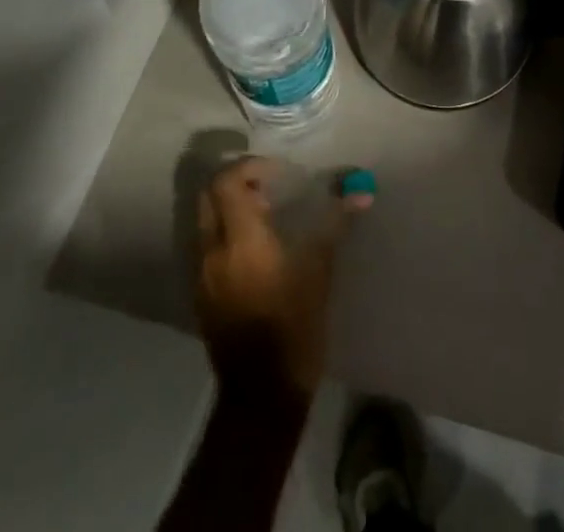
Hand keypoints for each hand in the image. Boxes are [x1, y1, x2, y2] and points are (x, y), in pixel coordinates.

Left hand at [193, 157, 371, 399]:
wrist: (262, 396)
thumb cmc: (294, 327)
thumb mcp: (319, 271)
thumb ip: (335, 224)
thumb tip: (361, 191)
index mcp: (240, 240)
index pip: (226, 182)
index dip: (249, 167)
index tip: (279, 173)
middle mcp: (213, 251)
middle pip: (209, 195)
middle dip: (236, 182)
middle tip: (269, 187)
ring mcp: (202, 275)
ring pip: (205, 221)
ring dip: (230, 207)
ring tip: (266, 215)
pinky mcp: (202, 296)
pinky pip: (207, 247)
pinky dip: (226, 232)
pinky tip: (257, 250)